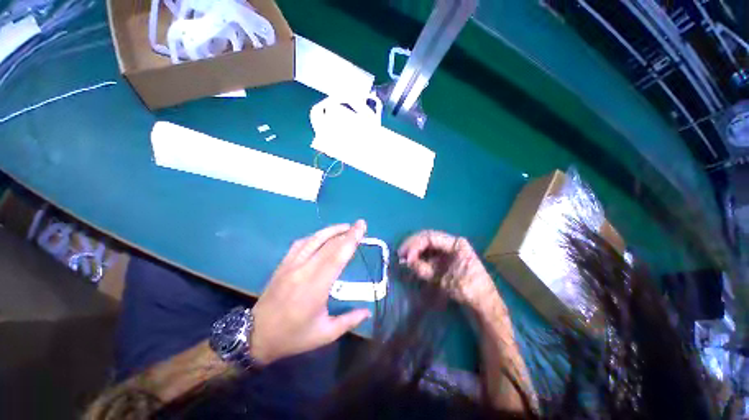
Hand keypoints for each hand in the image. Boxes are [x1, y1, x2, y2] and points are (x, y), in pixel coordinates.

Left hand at [250, 221, 370, 363]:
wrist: (255, 336)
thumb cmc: (293, 337)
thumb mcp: (324, 334)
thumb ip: (348, 321)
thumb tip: (368, 312)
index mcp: (315, 289)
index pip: (337, 257)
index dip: (351, 240)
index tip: (362, 227)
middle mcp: (303, 271)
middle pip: (329, 245)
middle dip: (347, 232)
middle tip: (360, 225)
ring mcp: (291, 265)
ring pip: (314, 240)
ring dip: (332, 230)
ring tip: (346, 227)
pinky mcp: (283, 264)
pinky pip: (300, 243)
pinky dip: (315, 236)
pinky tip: (323, 235)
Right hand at [398, 230, 497, 310]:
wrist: (484, 304)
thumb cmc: (469, 290)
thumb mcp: (444, 280)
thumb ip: (424, 269)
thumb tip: (405, 261)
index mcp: (456, 243)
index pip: (430, 237)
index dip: (415, 245)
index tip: (406, 257)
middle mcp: (452, 242)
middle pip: (427, 238)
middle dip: (412, 245)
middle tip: (400, 254)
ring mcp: (449, 250)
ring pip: (427, 244)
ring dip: (414, 250)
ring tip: (404, 258)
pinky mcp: (446, 258)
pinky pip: (430, 253)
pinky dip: (420, 256)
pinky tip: (413, 261)